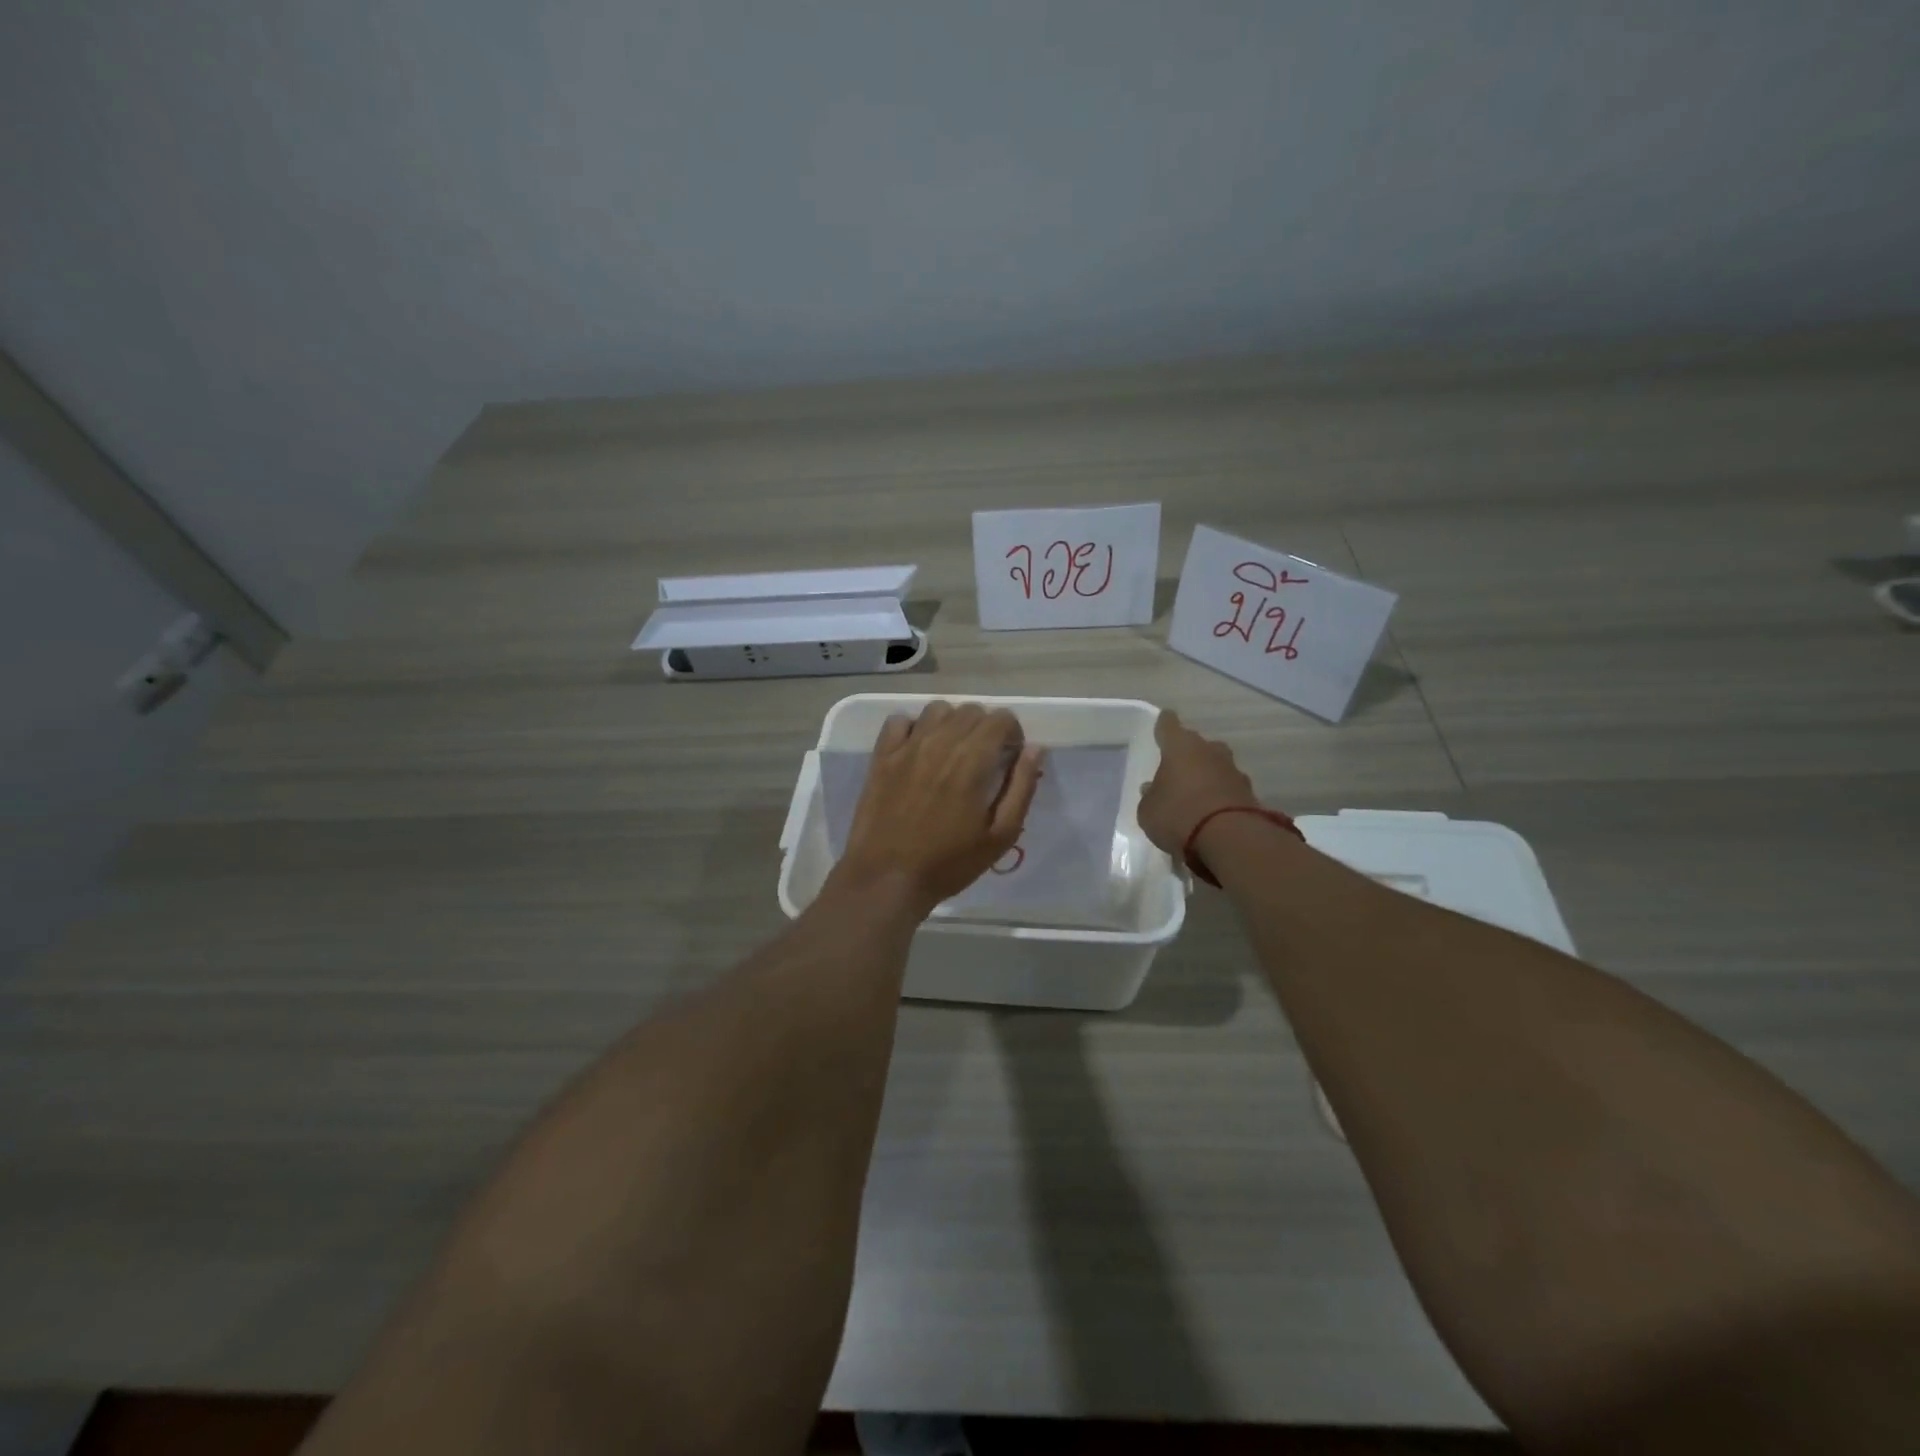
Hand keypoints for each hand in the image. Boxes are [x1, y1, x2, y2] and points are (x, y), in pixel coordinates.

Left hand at [833, 702, 1042, 913]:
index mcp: (973, 759)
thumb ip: (1021, 787)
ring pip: (937, 710)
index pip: (1000, 718)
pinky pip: (899, 721)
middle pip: (971, 710)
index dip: (1011, 733)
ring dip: (951, 723)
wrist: (887, 879)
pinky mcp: (881, 756)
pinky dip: (913, 728)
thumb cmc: (949, 862)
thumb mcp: (1001, 835)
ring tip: (952, 752)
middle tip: (984, 759)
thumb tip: (1034, 749)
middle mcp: (940, 742)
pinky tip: (917, 750)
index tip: (1009, 757)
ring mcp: (906, 746)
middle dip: (985, 728)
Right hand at [1137, 709, 1258, 856]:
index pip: (1168, 725)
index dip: (1164, 724)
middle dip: (1187, 753)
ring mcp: (1233, 770)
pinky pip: (1228, 787)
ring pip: (1215, 765)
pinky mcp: (1249, 792)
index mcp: (1180, 747)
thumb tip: (1153, 788)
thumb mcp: (1148, 811)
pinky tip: (1212, 810)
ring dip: (1206, 774)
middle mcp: (1209, 750)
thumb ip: (1150, 796)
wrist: (1230, 838)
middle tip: (1176, 767)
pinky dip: (1220, 794)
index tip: (1163, 721)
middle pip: (1196, 744)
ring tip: (1194, 792)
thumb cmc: (1178, 815)